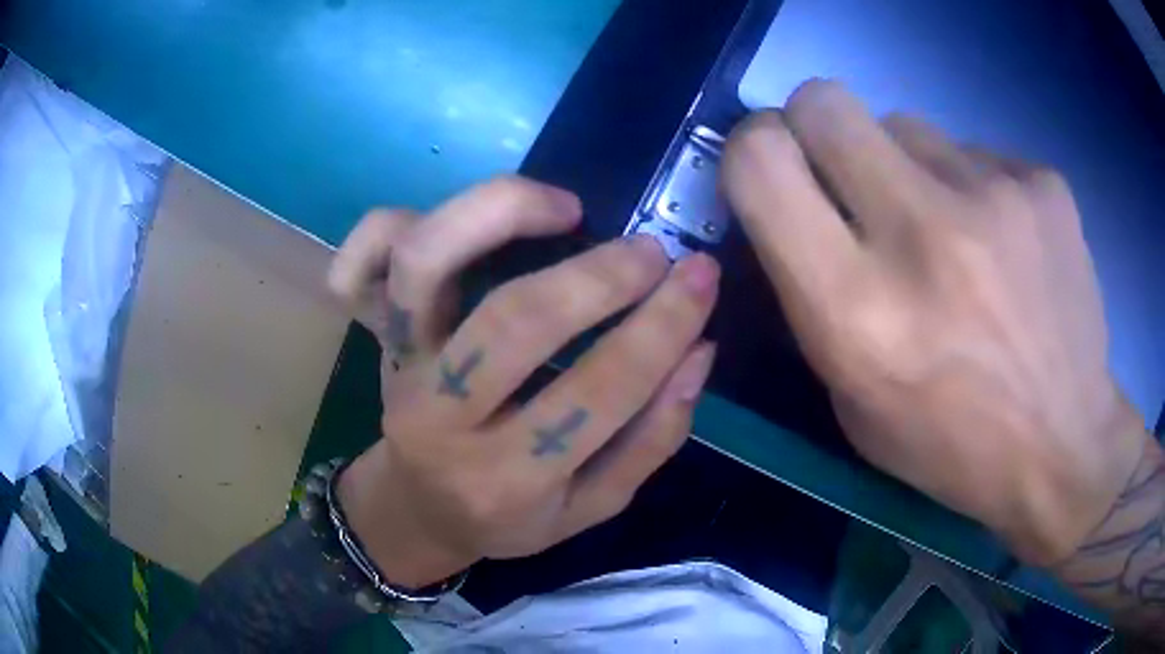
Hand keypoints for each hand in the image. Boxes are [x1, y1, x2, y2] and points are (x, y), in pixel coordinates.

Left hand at [326, 177, 718, 587]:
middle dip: (599, 277)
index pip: (598, 393)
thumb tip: (697, 352)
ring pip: (425, 263)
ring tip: (566, 209)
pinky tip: (465, 222)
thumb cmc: (508, 517)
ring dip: (501, 213)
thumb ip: (652, 440)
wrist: (417, 509)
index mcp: (508, 478)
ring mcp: (398, 365)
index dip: (662, 326)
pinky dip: (389, 224)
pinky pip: (362, 262)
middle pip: (514, 322)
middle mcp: (442, 418)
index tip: (701, 276)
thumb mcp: (591, 507)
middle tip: (650, 253)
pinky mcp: (376, 334)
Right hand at [722, 80, 1146, 564]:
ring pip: (906, 123)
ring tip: (950, 232)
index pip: (761, 163)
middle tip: (849, 177)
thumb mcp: (853, 403)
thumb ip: (815, 294)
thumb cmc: (951, 445)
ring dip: (907, 166)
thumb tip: (803, 203)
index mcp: (857, 311)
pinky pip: (975, 152)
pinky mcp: (1043, 183)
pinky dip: (973, 186)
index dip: (752, 150)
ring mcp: (995, 197)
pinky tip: (1005, 247)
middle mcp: (924, 236)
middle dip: (816, 128)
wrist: (1064, 448)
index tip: (774, 169)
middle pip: (823, 102)